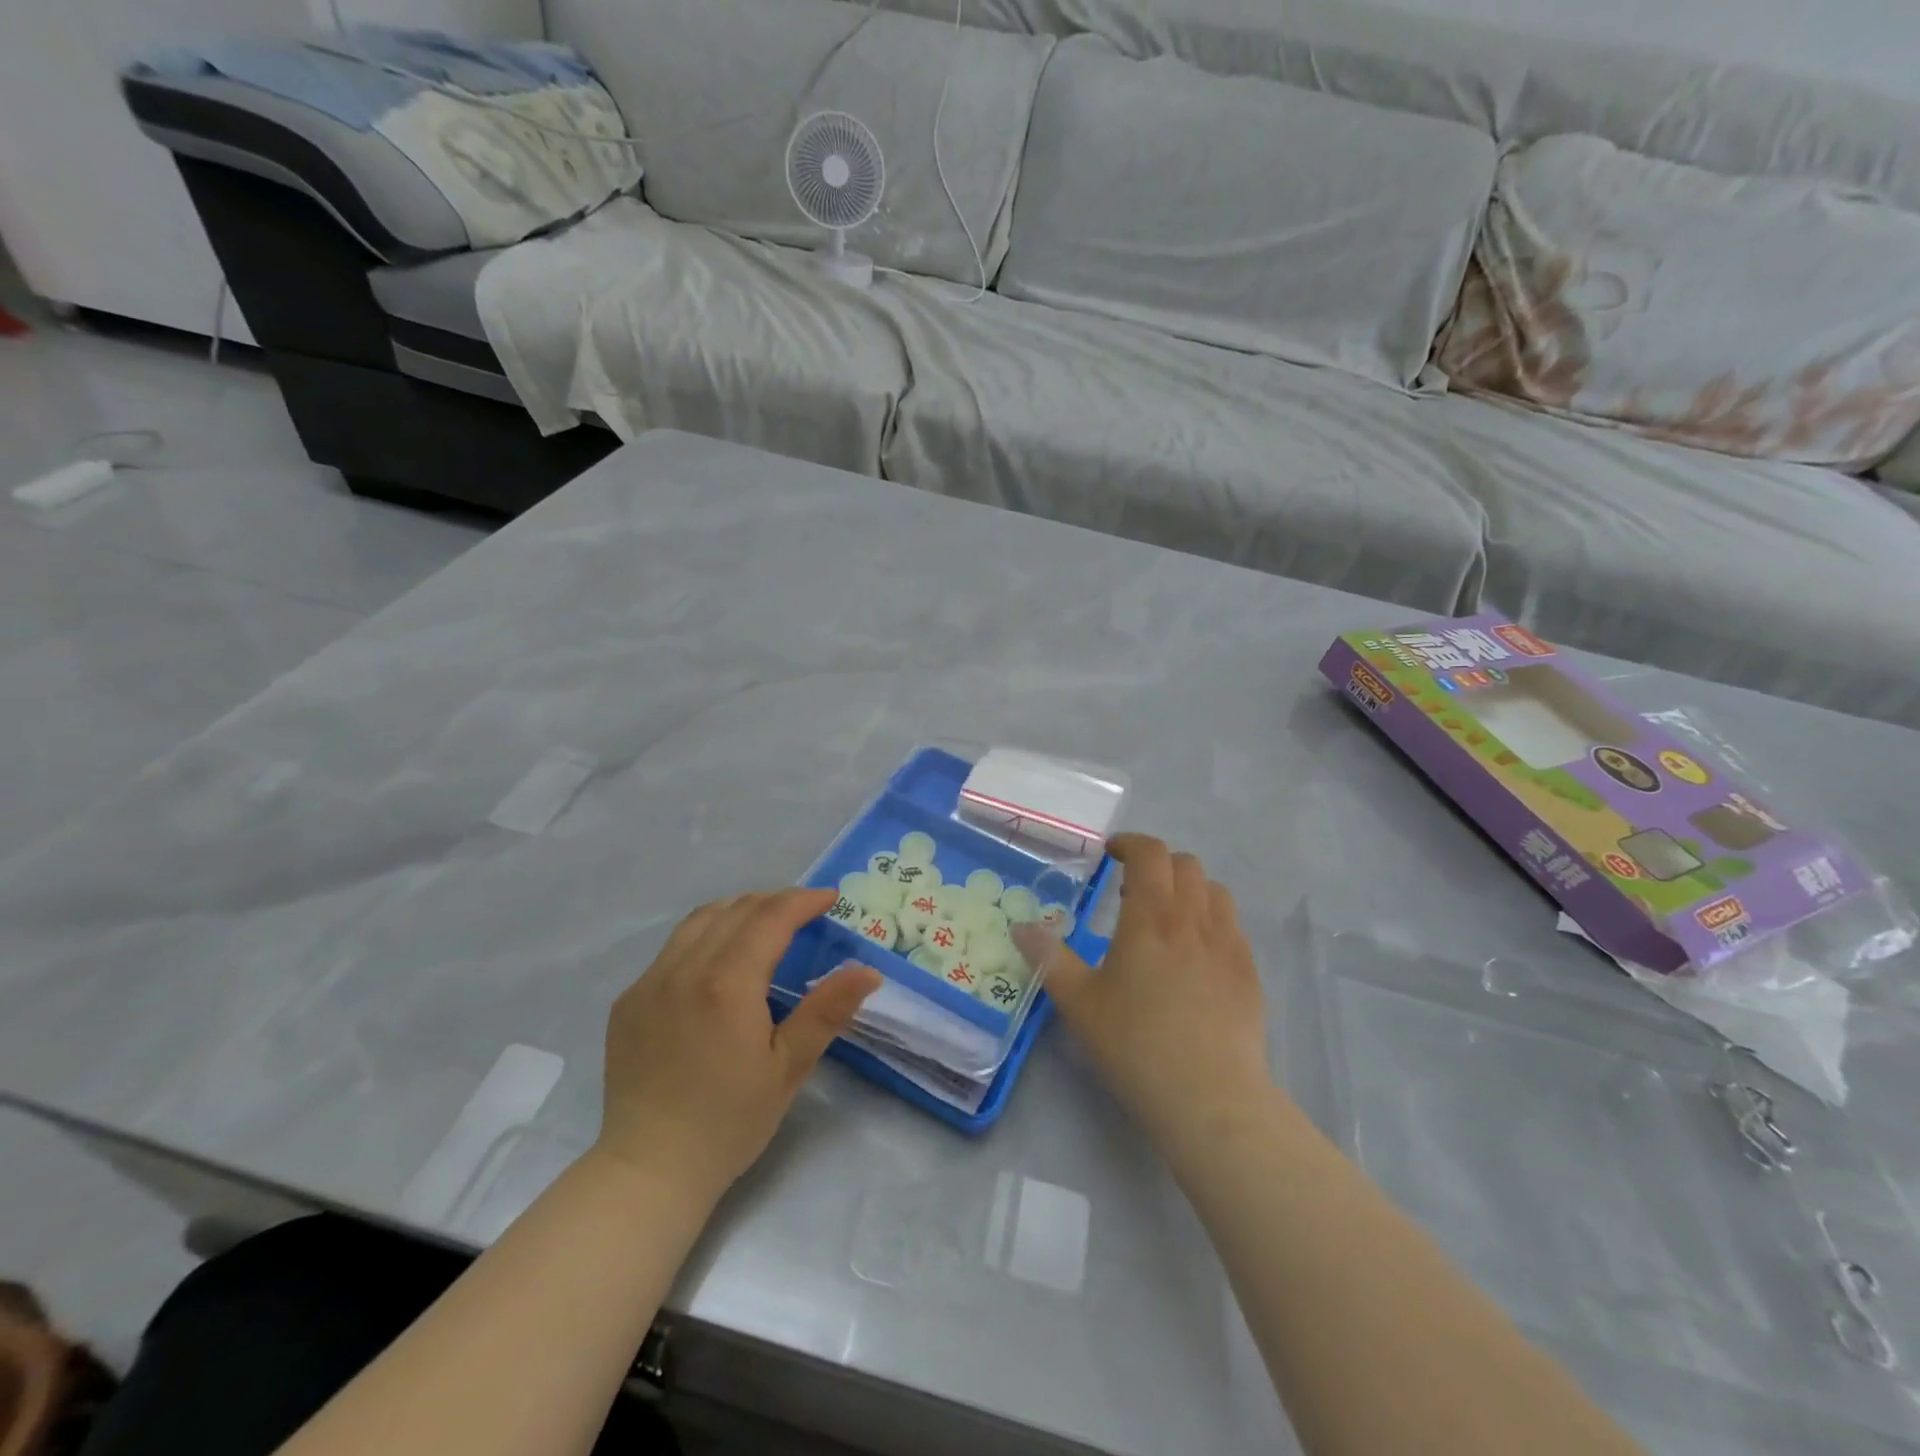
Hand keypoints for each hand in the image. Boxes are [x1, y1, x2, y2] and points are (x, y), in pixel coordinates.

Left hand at [596, 889, 881, 1201]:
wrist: (648, 1169)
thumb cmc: (729, 1122)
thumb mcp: (789, 1068)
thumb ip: (827, 1011)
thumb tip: (868, 970)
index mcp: (727, 983)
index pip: (770, 917)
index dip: (803, 900)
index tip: (830, 899)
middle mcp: (684, 969)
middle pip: (735, 909)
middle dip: (775, 901)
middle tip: (804, 911)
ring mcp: (649, 982)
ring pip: (699, 920)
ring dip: (738, 910)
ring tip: (765, 922)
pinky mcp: (629, 1000)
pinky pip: (672, 948)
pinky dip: (705, 936)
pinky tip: (718, 961)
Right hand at [1023, 835, 1271, 1147]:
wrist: (1211, 1098)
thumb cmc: (1136, 1045)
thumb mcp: (1079, 1002)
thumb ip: (1049, 958)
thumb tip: (1020, 927)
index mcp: (1151, 918)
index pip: (1151, 853)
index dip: (1130, 844)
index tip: (1110, 854)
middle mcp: (1194, 920)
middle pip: (1186, 864)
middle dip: (1157, 864)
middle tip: (1131, 890)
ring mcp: (1228, 945)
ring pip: (1214, 891)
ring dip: (1188, 889)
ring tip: (1166, 918)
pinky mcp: (1249, 973)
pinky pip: (1232, 925)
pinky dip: (1210, 920)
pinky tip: (1195, 955)